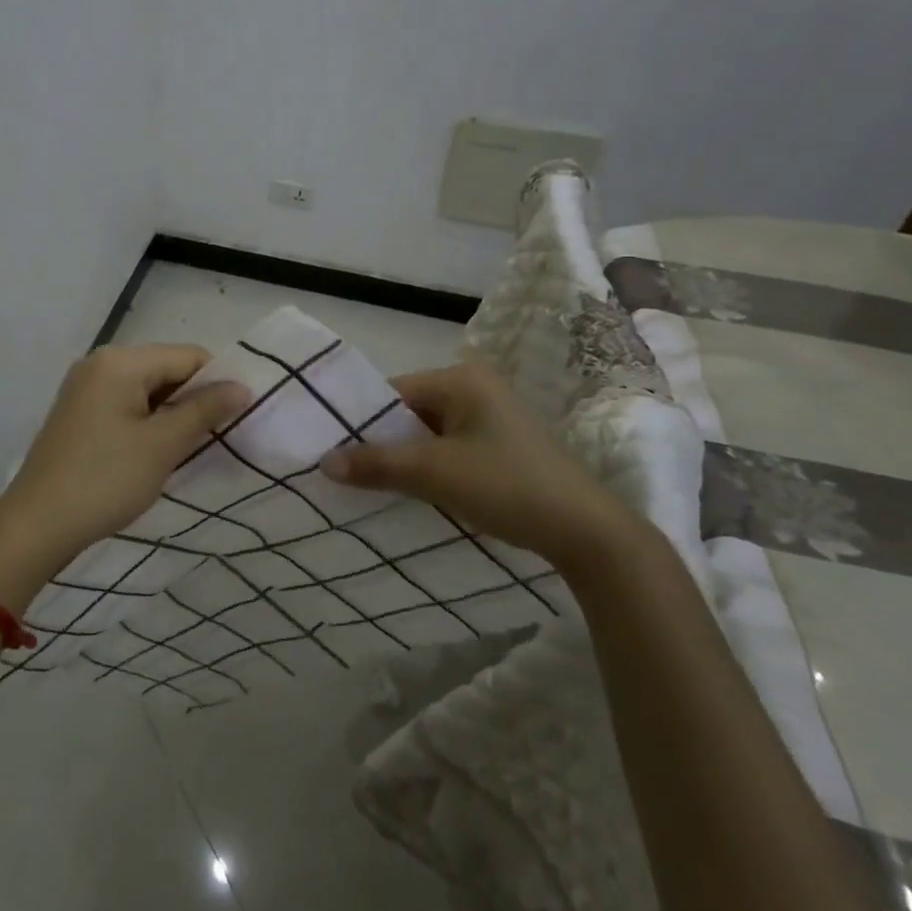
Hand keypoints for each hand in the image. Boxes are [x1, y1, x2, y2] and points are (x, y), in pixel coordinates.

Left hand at [0, 343, 249, 570]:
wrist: (37, 524)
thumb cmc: (105, 479)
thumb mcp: (163, 445)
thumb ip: (205, 410)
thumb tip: (242, 387)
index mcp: (121, 360)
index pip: (188, 356)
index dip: (218, 382)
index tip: (238, 417)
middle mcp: (101, 362)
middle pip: (167, 369)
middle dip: (194, 399)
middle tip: (216, 437)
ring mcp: (86, 386)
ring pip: (148, 389)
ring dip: (172, 413)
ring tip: (189, 448)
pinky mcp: (79, 411)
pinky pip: (127, 404)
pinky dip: (148, 421)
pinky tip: (157, 451)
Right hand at [321, 362, 631, 567]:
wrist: (587, 531)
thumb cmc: (507, 486)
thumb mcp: (435, 473)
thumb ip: (377, 464)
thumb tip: (324, 462)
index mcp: (462, 379)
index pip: (394, 392)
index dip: (362, 421)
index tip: (333, 450)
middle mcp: (476, 388)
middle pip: (411, 411)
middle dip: (382, 441)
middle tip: (348, 471)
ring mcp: (492, 416)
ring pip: (429, 433)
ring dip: (405, 457)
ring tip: (373, 484)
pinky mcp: (502, 444)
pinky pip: (450, 447)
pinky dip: (430, 466)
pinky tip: (415, 491)